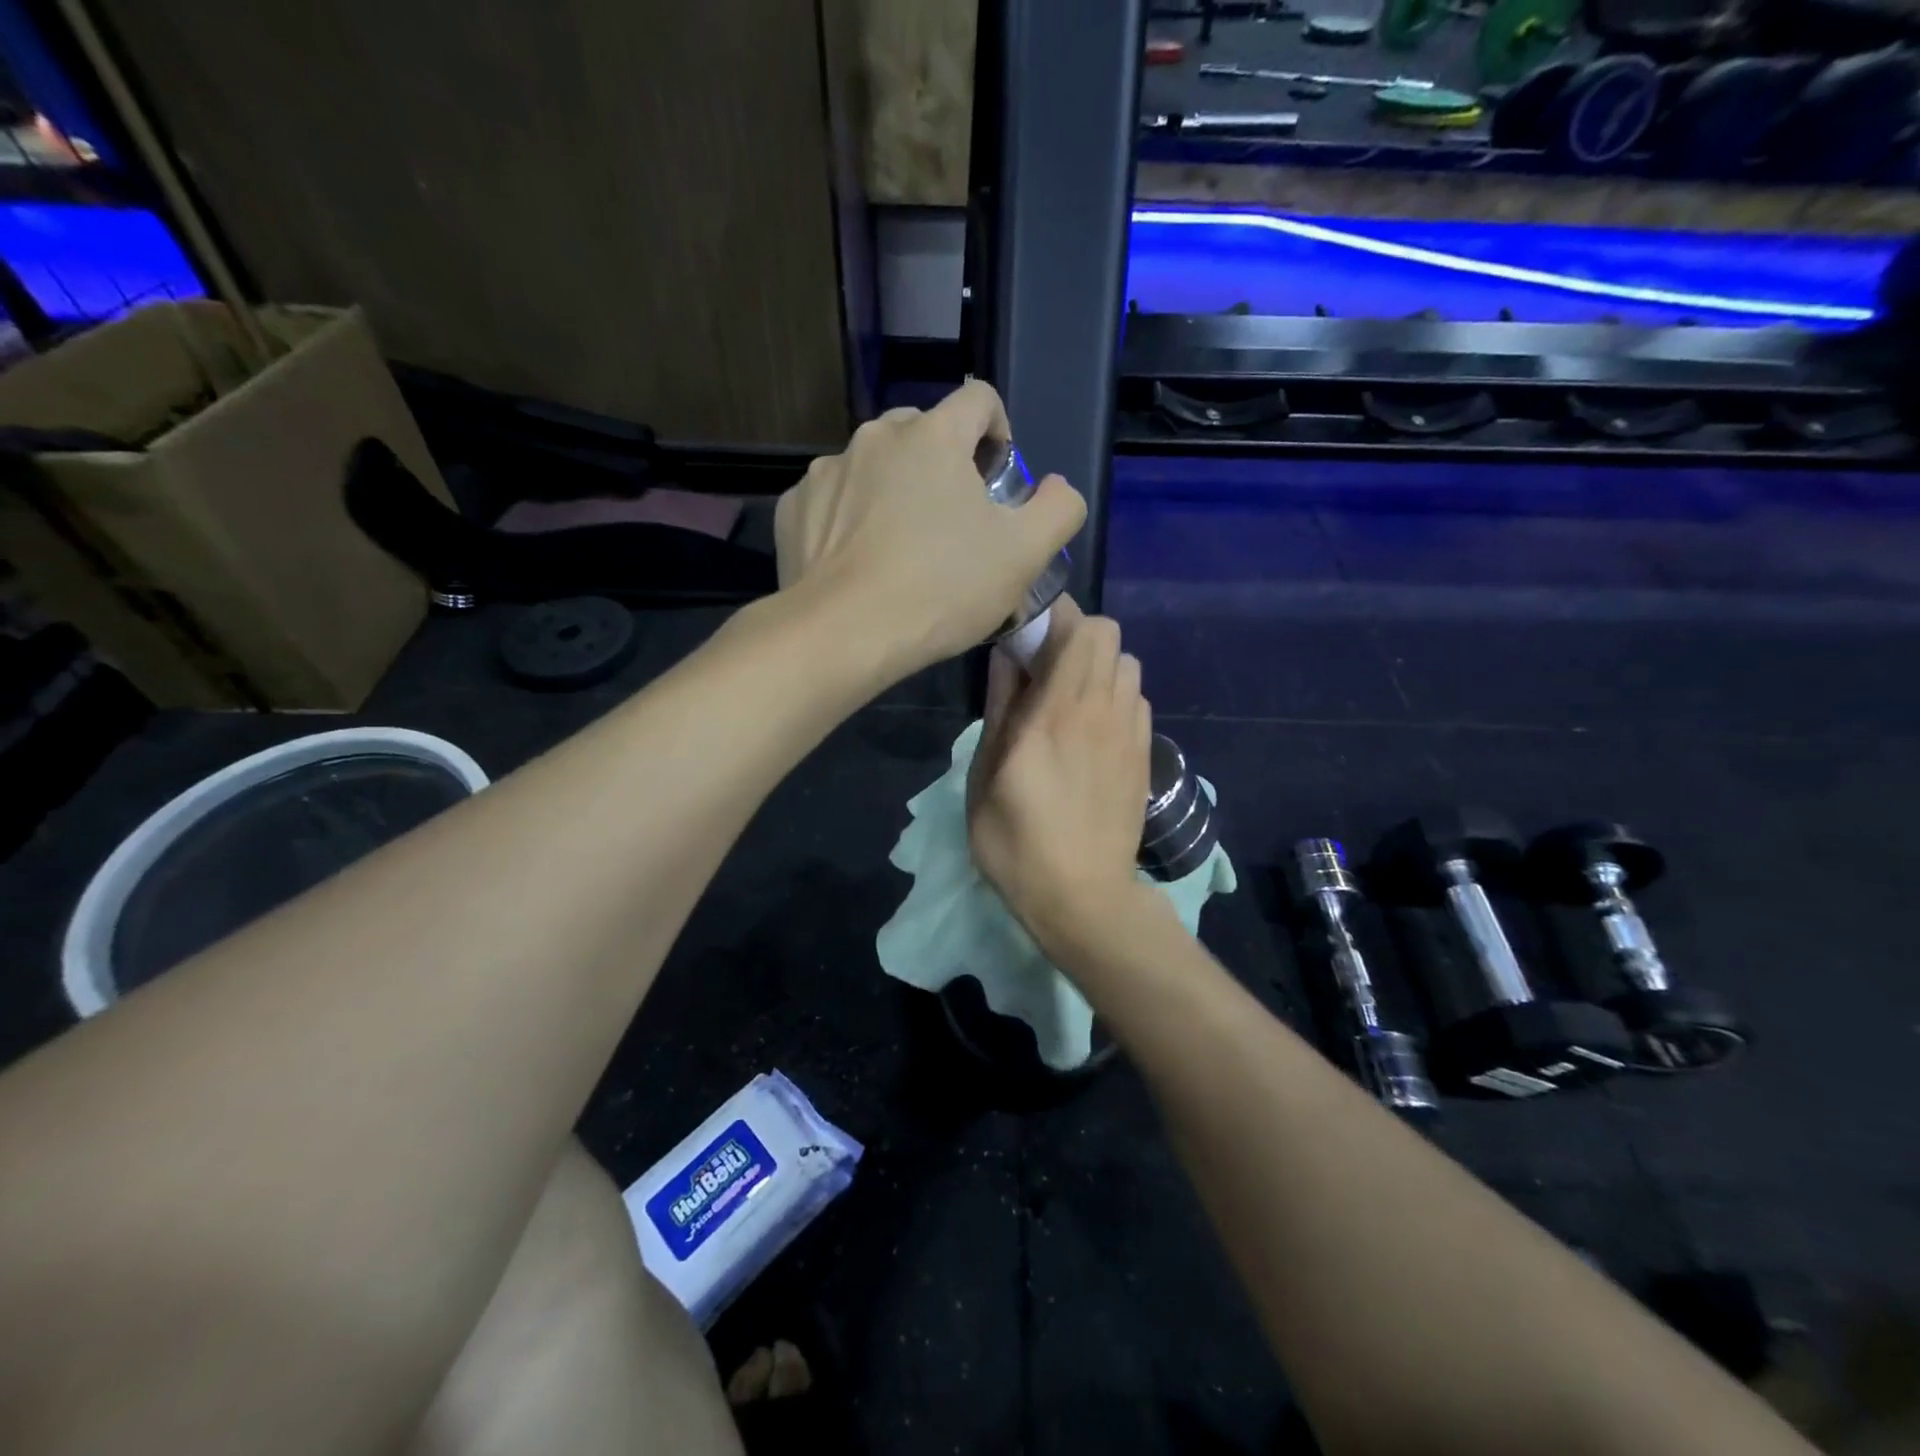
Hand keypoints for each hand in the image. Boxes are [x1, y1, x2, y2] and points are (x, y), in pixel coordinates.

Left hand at [774, 382, 1084, 674]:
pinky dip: (852, 519)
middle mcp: (875, 437)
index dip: (999, 432)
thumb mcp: (1025, 555)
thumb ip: (1058, 509)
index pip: (979, 400)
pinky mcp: (792, 508)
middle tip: (955, 525)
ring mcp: (827, 471)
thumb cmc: (942, 589)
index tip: (999, 480)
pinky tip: (861, 563)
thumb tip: (1056, 488)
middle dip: (945, 466)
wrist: (843, 634)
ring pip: (875, 467)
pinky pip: (835, 501)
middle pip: (923, 432)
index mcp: (934, 435)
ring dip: (896, 492)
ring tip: (903, 551)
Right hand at [967, 598, 1151, 955]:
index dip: (1052, 615)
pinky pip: (1137, 699)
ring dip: (1098, 666)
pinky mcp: (1145, 755)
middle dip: (1075, 636)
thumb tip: (1007, 654)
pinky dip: (1115, 697)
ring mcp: (1130, 732)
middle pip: (1109, 634)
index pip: (1077, 627)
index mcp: (1056, 713)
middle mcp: (1101, 710)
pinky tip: (1092, 731)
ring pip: (1128, 664)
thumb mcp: (985, 777)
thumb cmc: (1017, 842)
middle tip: (1043, 667)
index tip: (1025, 633)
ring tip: (1068, 699)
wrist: (1084, 898)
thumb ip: (1000, 708)